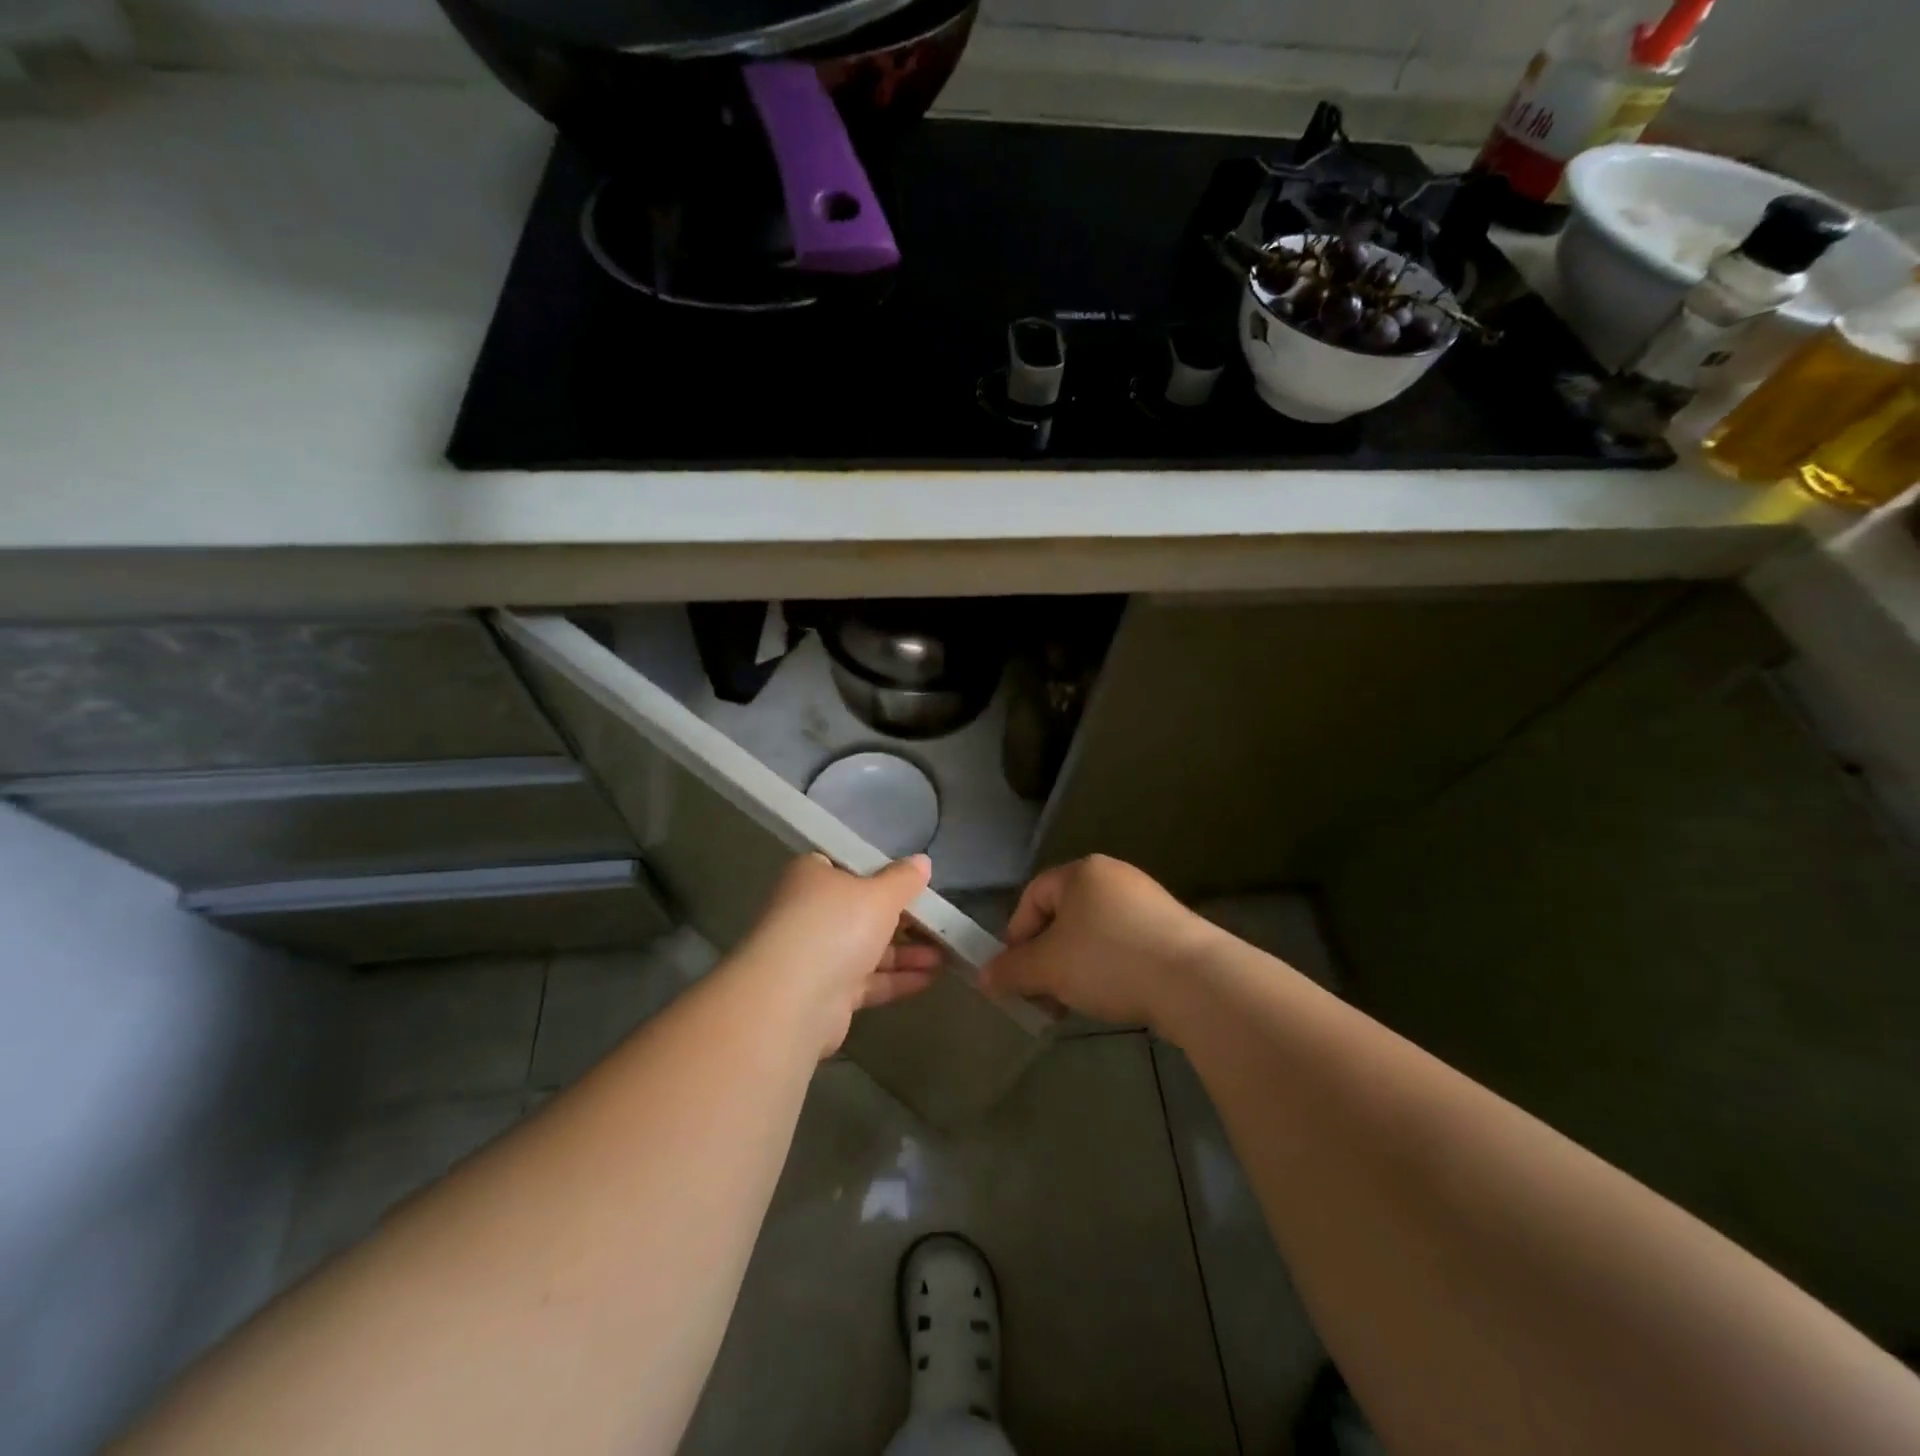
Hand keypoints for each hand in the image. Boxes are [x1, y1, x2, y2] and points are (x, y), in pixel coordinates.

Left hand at [735, 853, 942, 1058]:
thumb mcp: (880, 894)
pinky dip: (896, 979)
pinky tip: (931, 979)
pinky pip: (867, 981)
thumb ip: (904, 879)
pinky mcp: (826, 994)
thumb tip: (922, 861)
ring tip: (946, 955)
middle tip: (940, 922)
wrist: (793, 999)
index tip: (913, 883)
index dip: (881, 873)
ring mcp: (816, 955)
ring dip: (906, 952)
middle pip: (862, 911)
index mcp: (813, 876)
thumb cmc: (836, 926)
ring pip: (867, 948)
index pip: (847, 867)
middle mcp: (810, 913)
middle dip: (903, 919)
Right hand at [981, 855, 1219, 1029]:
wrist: (1193, 980)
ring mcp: (1148, 901)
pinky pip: (1125, 945)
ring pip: (1094, 934)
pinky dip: (1110, 968)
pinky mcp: (1173, 929)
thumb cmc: (1108, 960)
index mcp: (1081, 872)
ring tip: (1076, 1002)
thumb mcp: (1047, 968)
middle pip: (1064, 916)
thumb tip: (983, 978)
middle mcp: (1114, 877)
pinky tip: (1114, 996)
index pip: (1033, 895)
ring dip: (1076, 967)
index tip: (1016, 973)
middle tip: (1043, 994)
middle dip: (1047, 958)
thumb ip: (1010, 971)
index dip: (1017, 934)